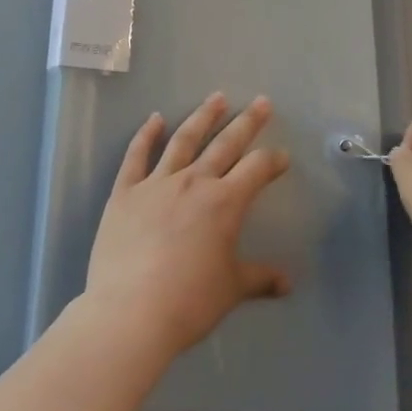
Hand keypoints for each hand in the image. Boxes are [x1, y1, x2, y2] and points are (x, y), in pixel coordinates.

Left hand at [83, 93, 293, 359]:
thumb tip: (287, 283)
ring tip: (217, 98)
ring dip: (202, 117)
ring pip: (184, 140)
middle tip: (262, 102)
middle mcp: (193, 182)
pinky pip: (136, 155)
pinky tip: (155, 118)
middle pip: (225, 144)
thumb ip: (259, 279)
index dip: (272, 161)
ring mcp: (156, 183)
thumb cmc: (189, 302)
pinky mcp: (124, 192)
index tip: (281, 157)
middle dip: (247, 122)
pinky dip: (146, 134)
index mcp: (224, 203)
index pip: (256, 170)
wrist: (130, 312)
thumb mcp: (230, 290)